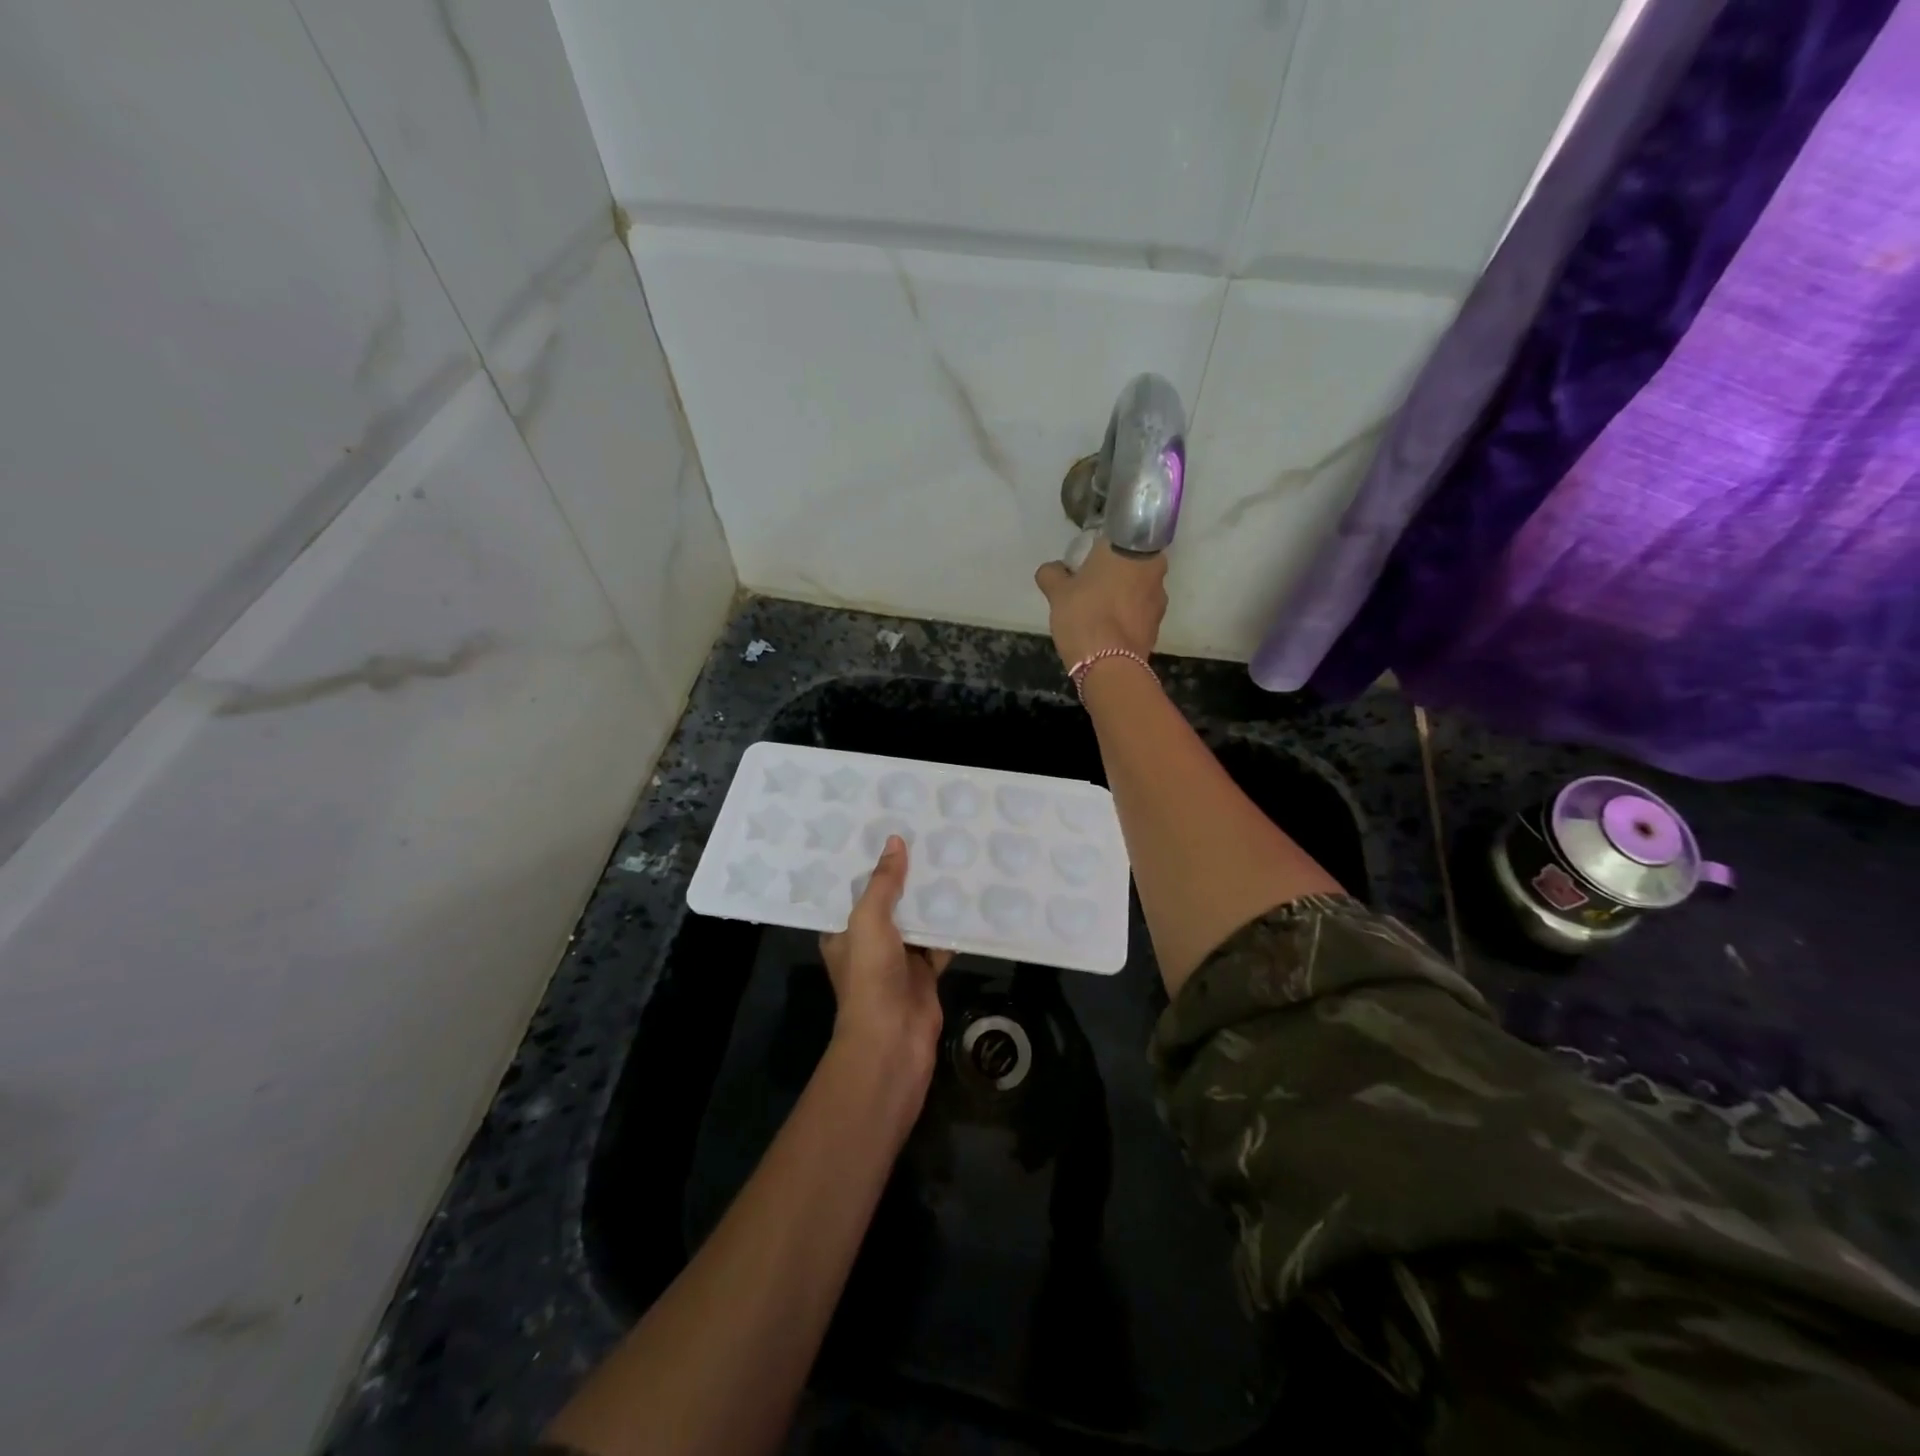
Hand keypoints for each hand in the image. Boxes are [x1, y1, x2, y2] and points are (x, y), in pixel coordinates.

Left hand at [819, 837, 949, 1079]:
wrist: (894, 1038)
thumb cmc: (870, 976)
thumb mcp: (868, 920)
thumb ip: (883, 883)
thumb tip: (895, 841)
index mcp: (843, 932)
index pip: (852, 891)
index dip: (867, 865)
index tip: (885, 832)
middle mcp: (868, 943)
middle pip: (888, 903)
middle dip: (905, 878)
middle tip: (926, 839)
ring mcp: (898, 960)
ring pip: (916, 922)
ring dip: (930, 900)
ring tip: (950, 859)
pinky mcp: (925, 973)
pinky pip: (940, 943)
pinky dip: (952, 927)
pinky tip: (968, 899)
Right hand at [1034, 539, 1168, 669]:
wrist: (1109, 666)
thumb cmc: (1084, 616)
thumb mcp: (1057, 593)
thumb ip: (1052, 574)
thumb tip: (1052, 569)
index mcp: (1129, 550)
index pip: (1117, 537)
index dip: (1101, 549)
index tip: (1086, 563)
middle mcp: (1152, 568)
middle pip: (1130, 563)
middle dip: (1114, 572)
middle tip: (1090, 587)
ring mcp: (1159, 598)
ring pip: (1138, 588)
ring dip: (1123, 595)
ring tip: (1098, 612)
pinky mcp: (1158, 625)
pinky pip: (1140, 613)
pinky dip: (1127, 617)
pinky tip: (1108, 630)